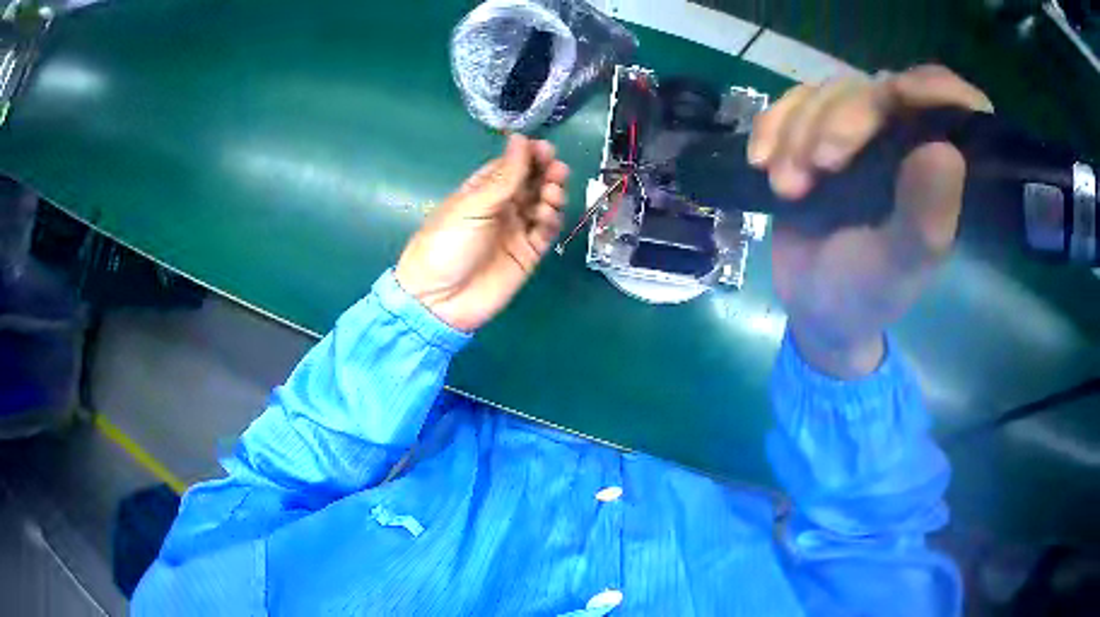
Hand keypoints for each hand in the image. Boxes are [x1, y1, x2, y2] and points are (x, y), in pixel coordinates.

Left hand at [395, 134, 569, 331]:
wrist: (440, 300)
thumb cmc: (446, 245)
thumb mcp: (472, 206)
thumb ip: (503, 176)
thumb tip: (519, 138)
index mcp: (481, 190)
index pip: (511, 165)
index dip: (528, 155)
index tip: (544, 149)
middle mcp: (501, 207)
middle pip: (532, 183)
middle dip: (546, 172)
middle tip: (556, 169)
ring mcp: (516, 230)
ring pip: (543, 204)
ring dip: (552, 194)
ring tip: (552, 192)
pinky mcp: (528, 254)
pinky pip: (546, 231)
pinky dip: (552, 220)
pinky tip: (548, 215)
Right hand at [748, 66, 993, 377]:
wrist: (812, 305)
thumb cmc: (866, 294)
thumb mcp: (898, 266)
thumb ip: (925, 218)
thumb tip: (945, 149)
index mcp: (940, 171)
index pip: (955, 105)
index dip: (933, 87)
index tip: (899, 96)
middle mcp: (905, 140)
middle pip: (877, 90)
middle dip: (839, 122)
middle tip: (816, 169)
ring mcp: (860, 132)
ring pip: (830, 92)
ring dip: (798, 133)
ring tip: (786, 188)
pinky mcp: (817, 131)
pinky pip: (793, 102)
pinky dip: (772, 125)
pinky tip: (760, 161)